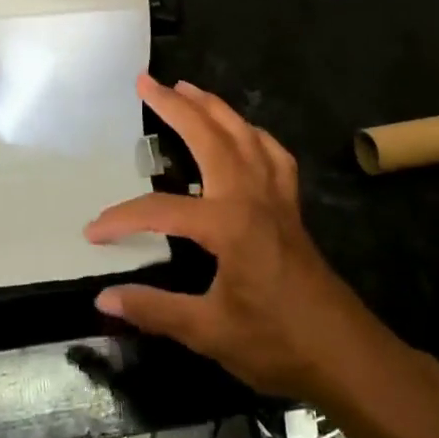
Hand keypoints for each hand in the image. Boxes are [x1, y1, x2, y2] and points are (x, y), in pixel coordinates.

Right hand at [84, 76, 373, 400]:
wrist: (345, 354)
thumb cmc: (276, 343)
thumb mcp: (209, 332)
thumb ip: (154, 310)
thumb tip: (103, 299)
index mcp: (229, 224)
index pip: (161, 210)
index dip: (122, 220)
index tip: (93, 232)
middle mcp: (252, 196)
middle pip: (210, 137)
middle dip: (176, 107)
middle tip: (147, 83)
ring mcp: (275, 197)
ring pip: (244, 135)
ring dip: (214, 108)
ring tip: (187, 88)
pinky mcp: (290, 207)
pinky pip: (272, 155)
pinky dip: (253, 134)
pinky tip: (243, 132)